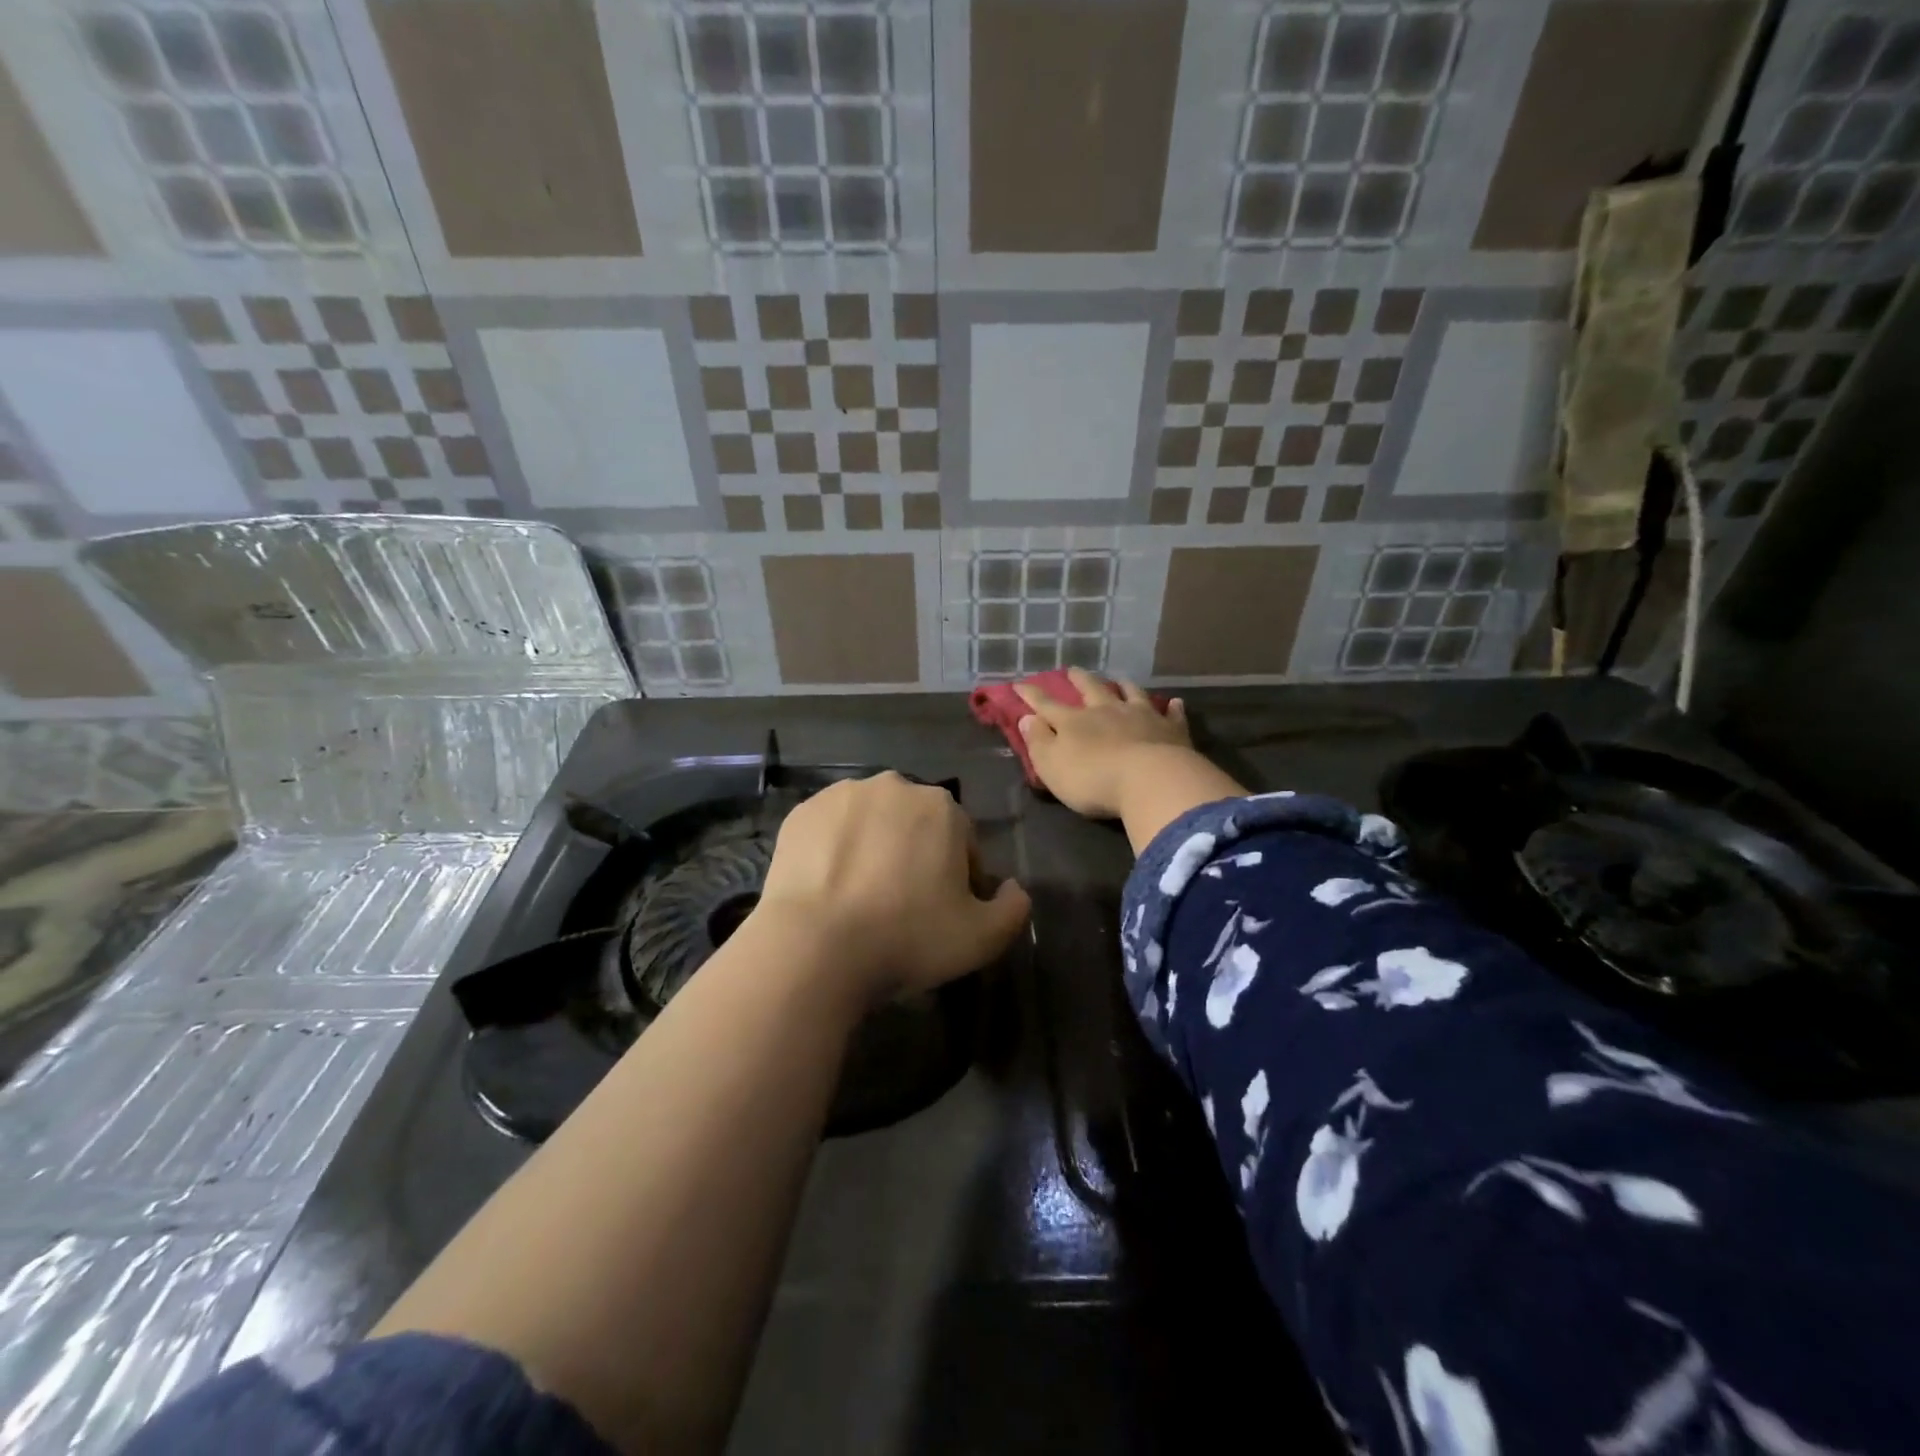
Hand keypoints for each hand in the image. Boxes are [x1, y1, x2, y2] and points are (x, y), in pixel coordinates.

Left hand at [752, 772, 1029, 1002]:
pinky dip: (836, 850)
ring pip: (872, 822)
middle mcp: (894, 786)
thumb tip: (1013, 888)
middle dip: (915, 856)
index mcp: (941, 807)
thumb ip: (1013, 908)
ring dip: (875, 848)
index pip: (962, 841)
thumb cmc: (907, 938)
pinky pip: (832, 830)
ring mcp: (842, 795)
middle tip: (901, 905)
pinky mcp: (801, 812)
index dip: (959, 879)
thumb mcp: (982, 938)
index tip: (943, 913)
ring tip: (861, 897)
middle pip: (916, 825)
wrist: (814, 946)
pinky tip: (829, 887)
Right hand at [1015, 668, 1194, 818]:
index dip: (1031, 695)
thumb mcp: (1052, 766)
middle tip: (1073, 670)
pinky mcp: (1171, 729)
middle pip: (1091, 689)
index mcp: (1074, 722)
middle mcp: (1107, 711)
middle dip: (1079, 679)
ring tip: (1119, 679)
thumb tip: (1026, 718)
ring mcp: (1142, 716)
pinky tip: (1174, 702)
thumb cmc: (1093, 779)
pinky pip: (1171, 714)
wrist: (1151, 781)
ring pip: (1131, 693)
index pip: (1046, 704)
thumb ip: (1038, 742)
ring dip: (1123, 685)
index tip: (1019, 684)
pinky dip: (1171, 707)